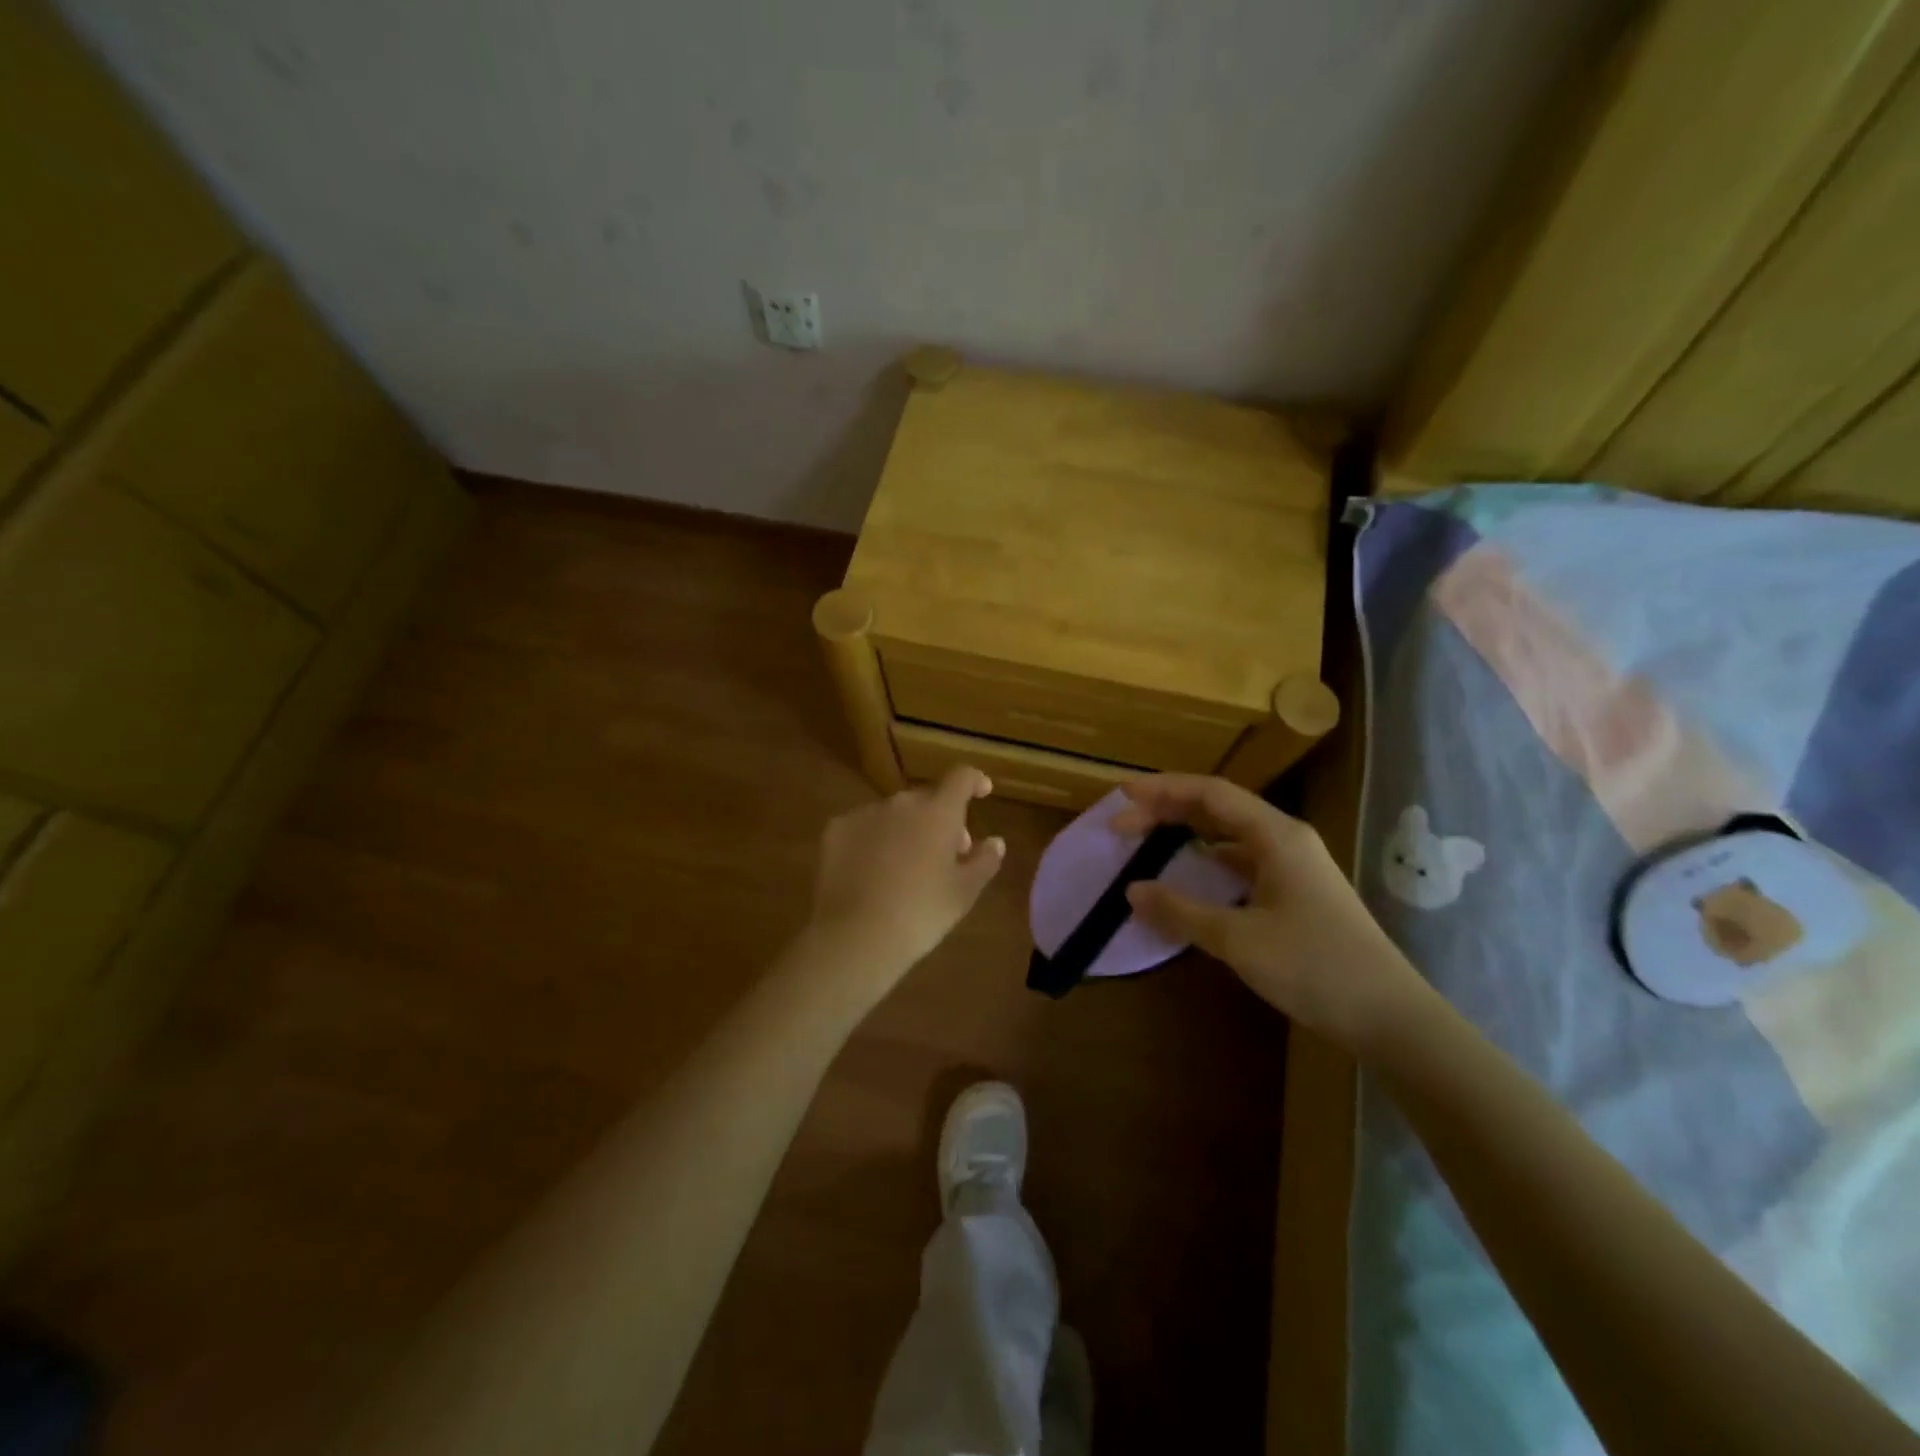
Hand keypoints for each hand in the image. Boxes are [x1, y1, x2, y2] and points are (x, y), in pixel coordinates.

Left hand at [807, 766, 1004, 980]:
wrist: (857, 935)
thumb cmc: (922, 913)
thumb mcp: (964, 893)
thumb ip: (984, 861)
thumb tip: (995, 842)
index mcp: (939, 812)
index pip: (961, 778)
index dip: (974, 781)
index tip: (982, 792)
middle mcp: (902, 803)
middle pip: (927, 800)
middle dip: (940, 820)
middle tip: (946, 855)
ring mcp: (864, 813)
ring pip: (893, 814)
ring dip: (905, 830)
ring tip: (905, 868)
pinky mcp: (836, 830)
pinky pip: (863, 828)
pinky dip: (872, 842)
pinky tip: (871, 873)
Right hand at [1116, 775, 1431, 1049]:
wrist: (1390, 1017)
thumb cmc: (1315, 967)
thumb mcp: (1238, 940)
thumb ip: (1181, 911)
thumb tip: (1132, 891)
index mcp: (1277, 836)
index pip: (1211, 793)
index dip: (1163, 789)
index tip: (1122, 796)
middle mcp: (1286, 839)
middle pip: (1219, 808)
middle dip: (1168, 809)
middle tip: (1124, 824)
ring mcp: (1294, 866)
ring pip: (1230, 835)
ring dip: (1188, 834)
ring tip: (1148, 842)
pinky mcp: (1296, 893)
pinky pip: (1242, 863)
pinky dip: (1208, 864)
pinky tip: (1189, 880)